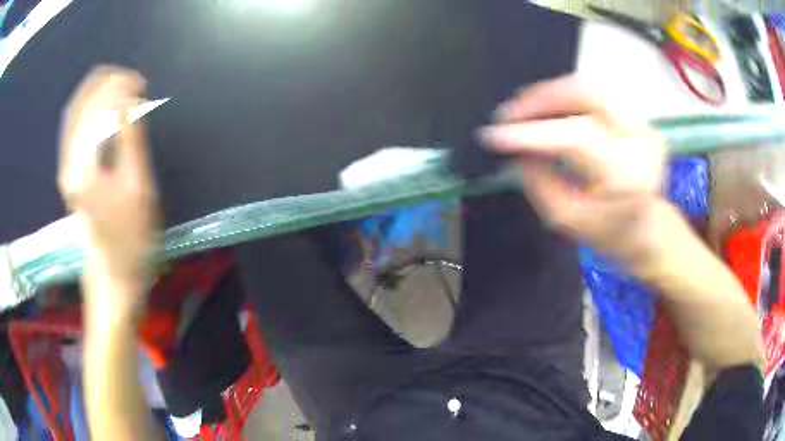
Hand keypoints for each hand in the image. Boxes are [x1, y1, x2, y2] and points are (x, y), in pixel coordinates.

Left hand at [58, 66, 157, 300]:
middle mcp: (68, 164)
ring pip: (74, 114)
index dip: (118, 88)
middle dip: (107, 83)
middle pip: (81, 106)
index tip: (141, 85)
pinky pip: (74, 128)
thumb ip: (131, 138)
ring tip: (121, 84)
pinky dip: (89, 108)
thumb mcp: (138, 185)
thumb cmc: (131, 236)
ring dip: (97, 92)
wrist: (113, 271)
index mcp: (83, 169)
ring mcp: (66, 169)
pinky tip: (103, 103)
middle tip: (134, 81)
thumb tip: (130, 99)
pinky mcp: (69, 173)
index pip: (96, 109)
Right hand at [480, 77, 666, 267]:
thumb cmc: (610, 235)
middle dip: (539, 100)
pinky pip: (593, 94)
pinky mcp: (637, 116)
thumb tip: (517, 147)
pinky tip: (544, 109)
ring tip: (521, 111)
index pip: (575, 138)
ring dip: (549, 95)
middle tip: (508, 114)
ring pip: (586, 88)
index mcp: (629, 176)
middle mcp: (640, 140)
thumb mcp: (567, 219)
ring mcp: (642, 123)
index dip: (531, 133)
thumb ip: (538, 182)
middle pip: (584, 96)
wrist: (647, 232)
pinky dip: (564, 97)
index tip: (494, 135)